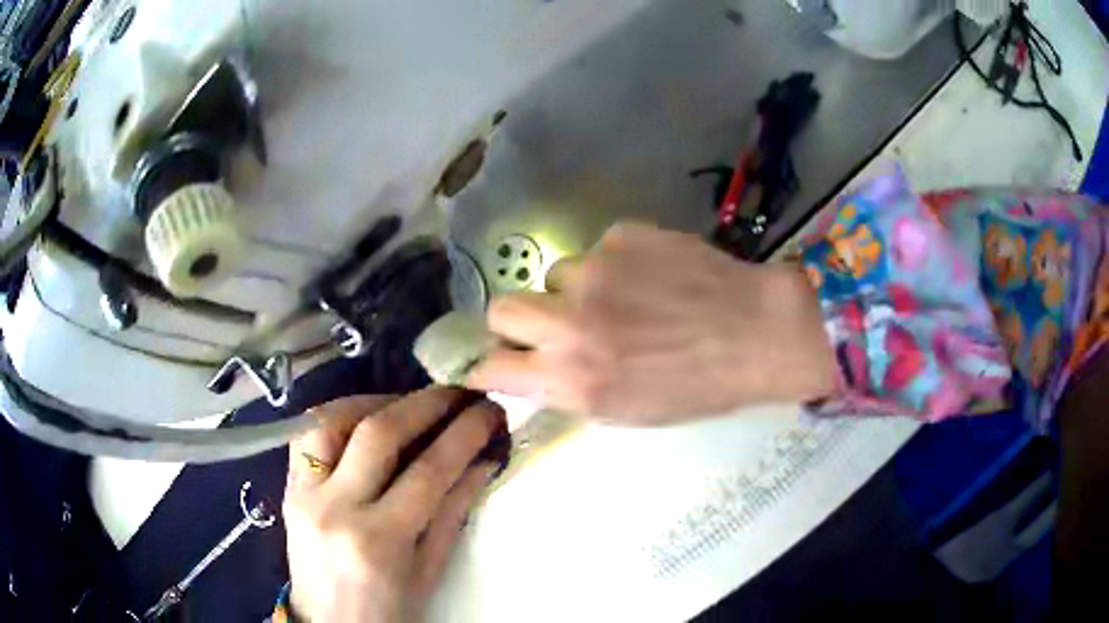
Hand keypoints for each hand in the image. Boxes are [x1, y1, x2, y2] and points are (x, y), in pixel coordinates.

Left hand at [283, 389, 505, 622]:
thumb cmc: (388, 611)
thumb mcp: (429, 572)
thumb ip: (453, 513)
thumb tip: (483, 461)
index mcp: (379, 541)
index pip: (428, 471)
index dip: (463, 433)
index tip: (488, 410)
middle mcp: (335, 508)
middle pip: (378, 433)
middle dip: (425, 403)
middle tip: (456, 392)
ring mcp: (303, 495)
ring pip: (331, 421)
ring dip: (375, 402)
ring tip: (409, 404)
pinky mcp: (287, 490)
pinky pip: (306, 437)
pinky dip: (338, 418)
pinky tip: (364, 420)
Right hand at [466, 222, 837, 425]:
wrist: (756, 332)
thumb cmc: (698, 386)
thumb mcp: (627, 411)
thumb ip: (570, 389)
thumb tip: (535, 371)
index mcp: (572, 378)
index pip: (491, 366)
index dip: (486, 364)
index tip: (493, 361)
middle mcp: (570, 324)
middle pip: (501, 307)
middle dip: (515, 318)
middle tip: (549, 322)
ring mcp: (593, 272)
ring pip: (557, 274)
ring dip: (579, 290)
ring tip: (626, 298)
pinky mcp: (621, 236)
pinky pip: (599, 251)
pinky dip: (617, 265)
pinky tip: (655, 276)